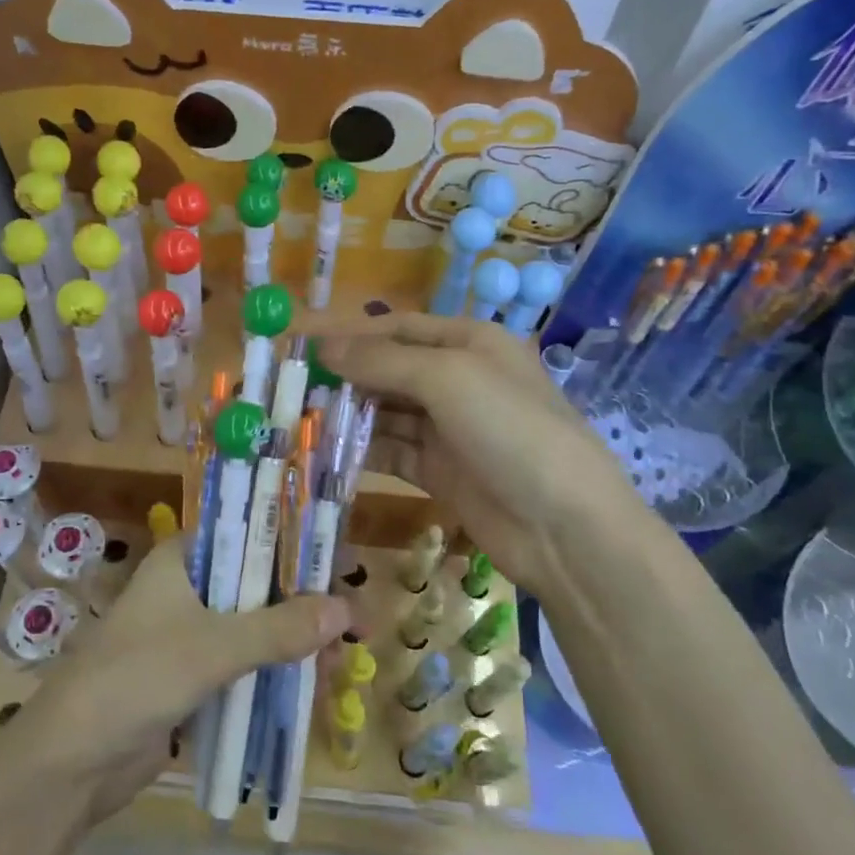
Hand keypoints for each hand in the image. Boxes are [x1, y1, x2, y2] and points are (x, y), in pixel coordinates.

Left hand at [12, 538, 351, 824]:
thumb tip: (346, 610)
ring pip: (252, 629)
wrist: (70, 762)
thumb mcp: (214, 647)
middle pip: (256, 585)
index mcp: (182, 559)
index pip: (248, 534)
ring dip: (293, 644)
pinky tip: (310, 687)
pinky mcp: (188, 679)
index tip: (337, 564)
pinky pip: (241, 667)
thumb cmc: (137, 677)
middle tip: (353, 624)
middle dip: (303, 605)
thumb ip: (280, 628)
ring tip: (341, 663)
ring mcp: (186, 635)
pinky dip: (272, 675)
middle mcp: (186, 589)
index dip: (294, 546)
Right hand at [312, 314, 655, 602]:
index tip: (301, 342)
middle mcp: (459, 380)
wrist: (564, 526)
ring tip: (298, 419)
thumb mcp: (448, 378)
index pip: (399, 327)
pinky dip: (361, 450)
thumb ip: (383, 361)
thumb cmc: (510, 429)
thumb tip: (325, 347)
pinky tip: (325, 452)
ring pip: (387, 413)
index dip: (351, 333)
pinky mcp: (441, 472)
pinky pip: (392, 452)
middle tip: (290, 387)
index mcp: (470, 342)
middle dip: (345, 376)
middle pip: (390, 369)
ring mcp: (450, 429)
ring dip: (348, 414)